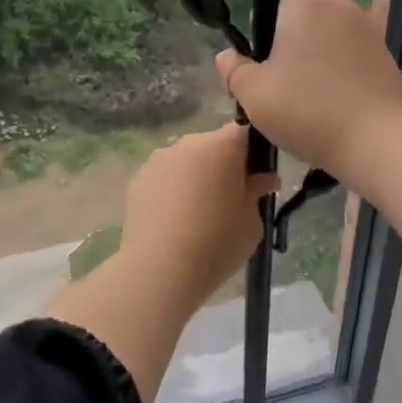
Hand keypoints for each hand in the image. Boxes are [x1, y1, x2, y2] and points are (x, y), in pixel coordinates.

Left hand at [119, 123, 276, 306]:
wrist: (159, 269)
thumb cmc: (217, 242)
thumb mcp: (252, 222)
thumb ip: (257, 193)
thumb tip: (263, 180)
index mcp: (223, 145)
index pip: (244, 133)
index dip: (251, 154)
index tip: (254, 180)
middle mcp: (189, 143)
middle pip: (213, 145)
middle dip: (222, 165)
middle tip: (229, 199)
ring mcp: (159, 158)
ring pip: (186, 160)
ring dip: (195, 176)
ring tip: (197, 213)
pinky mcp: (138, 179)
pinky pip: (164, 177)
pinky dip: (172, 190)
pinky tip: (174, 220)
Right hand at [213, 0, 401, 178]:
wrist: (377, 141)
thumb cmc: (308, 109)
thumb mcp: (254, 95)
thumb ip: (234, 70)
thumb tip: (226, 56)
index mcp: (306, 3)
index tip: (262, 19)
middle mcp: (341, 6)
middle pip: (310, 5)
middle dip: (292, 27)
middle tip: (273, 67)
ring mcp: (369, 31)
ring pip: (333, 31)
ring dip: (317, 49)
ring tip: (303, 89)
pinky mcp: (386, 57)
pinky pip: (353, 53)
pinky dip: (340, 68)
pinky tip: (330, 101)